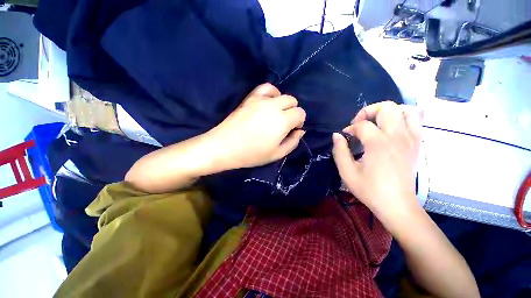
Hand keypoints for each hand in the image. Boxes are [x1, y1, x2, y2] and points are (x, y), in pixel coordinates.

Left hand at [206, 83, 305, 168]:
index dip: (299, 122)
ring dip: (284, 103)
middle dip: (293, 112)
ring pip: (281, 94)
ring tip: (277, 114)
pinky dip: (272, 93)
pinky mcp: (250, 98)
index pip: (300, 113)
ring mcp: (261, 100)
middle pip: (292, 101)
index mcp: (282, 121)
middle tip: (284, 124)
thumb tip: (300, 131)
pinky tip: (269, 102)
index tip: (292, 130)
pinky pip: (266, 88)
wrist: (224, 146)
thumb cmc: (252, 154)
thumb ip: (292, 142)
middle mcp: (274, 106)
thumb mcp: (277, 154)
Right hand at [332, 101, 422, 221]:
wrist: (397, 205)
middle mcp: (397, 136)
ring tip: (377, 122)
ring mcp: (411, 139)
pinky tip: (393, 127)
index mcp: (378, 144)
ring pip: (406, 110)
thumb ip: (339, 151)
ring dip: (389, 111)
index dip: (350, 128)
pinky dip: (405, 117)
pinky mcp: (417, 144)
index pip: (362, 125)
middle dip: (369, 111)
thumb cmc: (370, 190)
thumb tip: (336, 135)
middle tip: (360, 124)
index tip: (345, 137)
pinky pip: (417, 120)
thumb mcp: (347, 172)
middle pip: (386, 107)